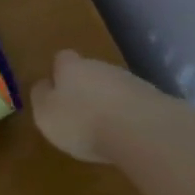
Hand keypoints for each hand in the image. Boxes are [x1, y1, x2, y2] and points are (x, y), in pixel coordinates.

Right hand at [30, 49, 165, 163]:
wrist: (140, 129)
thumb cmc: (82, 121)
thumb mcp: (46, 114)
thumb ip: (42, 97)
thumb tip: (44, 85)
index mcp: (71, 67)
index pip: (62, 59)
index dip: (58, 73)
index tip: (56, 91)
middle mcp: (101, 66)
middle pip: (90, 71)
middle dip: (85, 89)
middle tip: (78, 114)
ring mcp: (130, 80)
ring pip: (113, 87)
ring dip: (108, 102)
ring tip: (103, 129)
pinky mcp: (152, 98)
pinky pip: (133, 104)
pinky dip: (127, 116)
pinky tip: (125, 135)